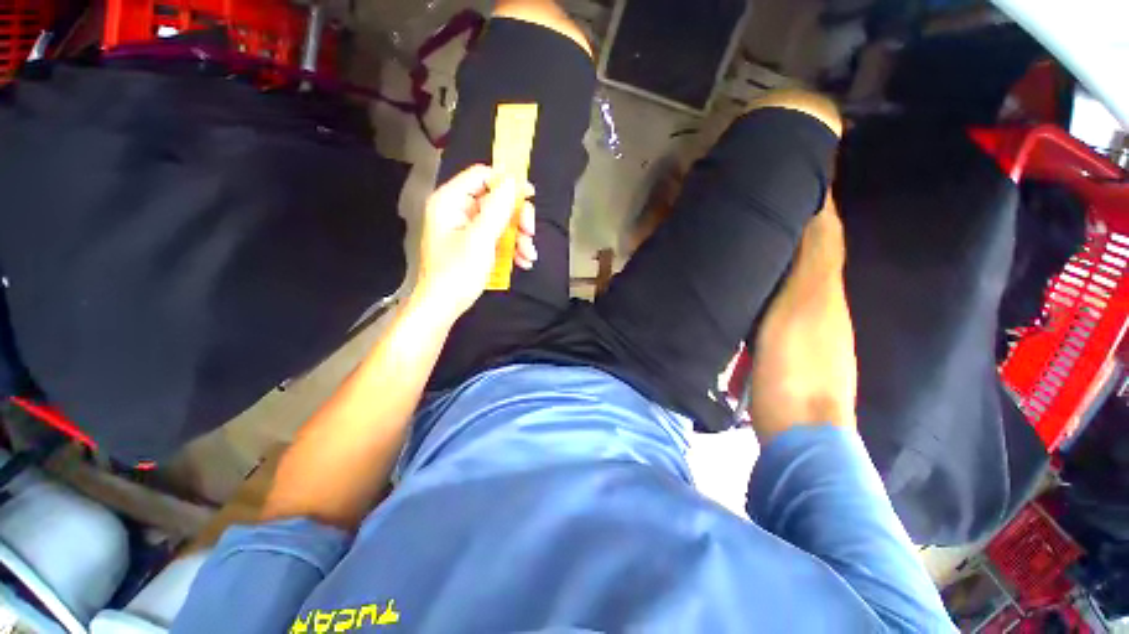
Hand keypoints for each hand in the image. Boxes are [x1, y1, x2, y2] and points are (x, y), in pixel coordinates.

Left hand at [414, 165, 535, 321]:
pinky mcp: (474, 245)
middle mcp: (457, 210)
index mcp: (450, 201)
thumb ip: (498, 207)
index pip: (481, 176)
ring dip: (519, 237)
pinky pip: (497, 237)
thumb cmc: (457, 272)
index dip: (507, 182)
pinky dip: (512, 248)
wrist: (443, 306)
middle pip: (495, 200)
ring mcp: (466, 229)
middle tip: (531, 232)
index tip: (530, 195)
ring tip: (528, 256)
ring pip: (500, 221)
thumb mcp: (481, 238)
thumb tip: (513, 181)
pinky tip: (523, 262)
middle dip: (517, 218)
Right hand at [748, 199, 857, 441]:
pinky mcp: (781, 343)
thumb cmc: (797, 369)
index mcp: (825, 289)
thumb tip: (814, 214)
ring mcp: (800, 324)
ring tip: (747, 233)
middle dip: (790, 223)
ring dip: (775, 251)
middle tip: (757, 201)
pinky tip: (745, 279)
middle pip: (808, 251)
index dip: (812, 203)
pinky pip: (775, 299)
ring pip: (790, 274)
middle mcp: (818, 301)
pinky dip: (764, 281)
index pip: (824, 233)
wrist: (799, 431)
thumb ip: (808, 265)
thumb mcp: (801, 311)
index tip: (790, 173)